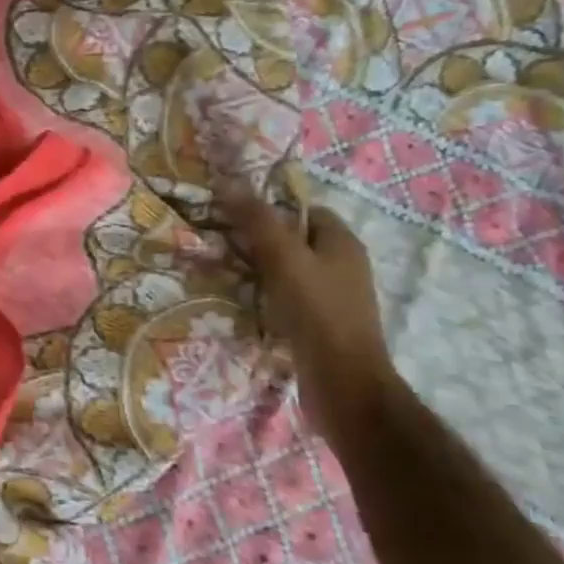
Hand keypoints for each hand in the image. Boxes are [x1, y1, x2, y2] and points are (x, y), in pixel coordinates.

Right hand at [223, 194, 392, 392]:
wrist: (343, 383)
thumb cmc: (317, 312)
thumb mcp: (283, 258)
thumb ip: (256, 220)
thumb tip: (227, 180)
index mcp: (342, 242)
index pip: (303, 209)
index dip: (269, 208)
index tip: (232, 214)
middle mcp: (342, 265)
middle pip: (293, 240)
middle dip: (257, 241)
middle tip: (219, 243)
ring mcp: (333, 297)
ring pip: (288, 272)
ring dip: (258, 272)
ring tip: (223, 273)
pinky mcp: (321, 325)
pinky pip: (288, 299)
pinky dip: (266, 299)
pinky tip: (243, 305)